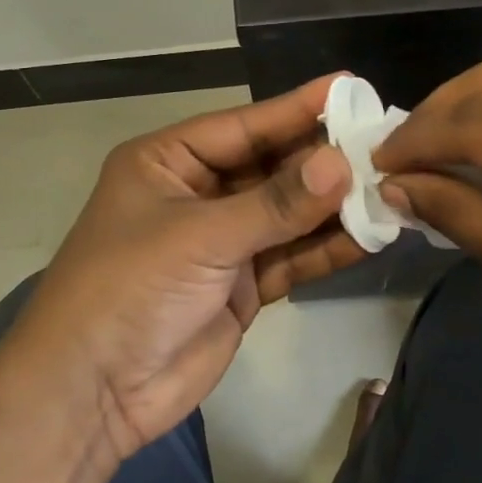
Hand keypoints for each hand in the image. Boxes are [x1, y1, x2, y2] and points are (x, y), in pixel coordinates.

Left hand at [0, 76, 362, 461]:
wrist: (92, 392)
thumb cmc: (129, 288)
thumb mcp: (200, 236)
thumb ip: (275, 204)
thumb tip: (342, 164)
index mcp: (169, 162)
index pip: (244, 126)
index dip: (297, 109)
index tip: (351, 89)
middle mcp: (198, 194)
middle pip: (271, 169)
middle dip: (323, 161)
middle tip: (384, 145)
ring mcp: (222, 243)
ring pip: (287, 215)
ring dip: (333, 207)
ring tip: (390, 189)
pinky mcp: (242, 287)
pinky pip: (291, 258)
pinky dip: (326, 250)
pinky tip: (369, 238)